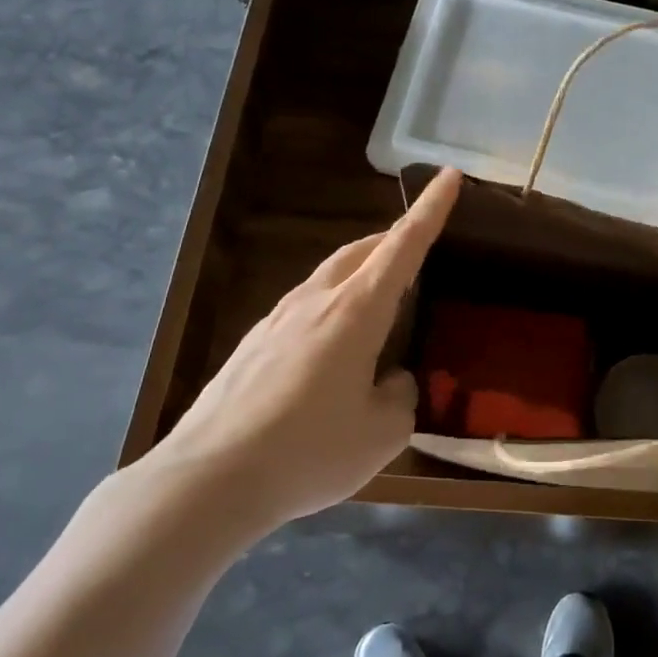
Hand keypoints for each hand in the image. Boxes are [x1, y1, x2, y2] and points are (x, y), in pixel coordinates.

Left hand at [134, 169, 461, 549]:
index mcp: (356, 312)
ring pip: (329, 275)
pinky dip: (333, 305)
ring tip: (381, 299)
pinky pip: (304, 306)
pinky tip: (333, 346)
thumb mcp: (382, 433)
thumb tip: (391, 380)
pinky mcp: (253, 344)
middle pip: (361, 251)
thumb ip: (399, 396)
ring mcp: (277, 320)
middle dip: (393, 238)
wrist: (208, 480)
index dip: (430, 211)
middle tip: (417, 245)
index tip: (449, 176)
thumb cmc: (309, 451)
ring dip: (361, 272)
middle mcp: (315, 302)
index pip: (403, 247)